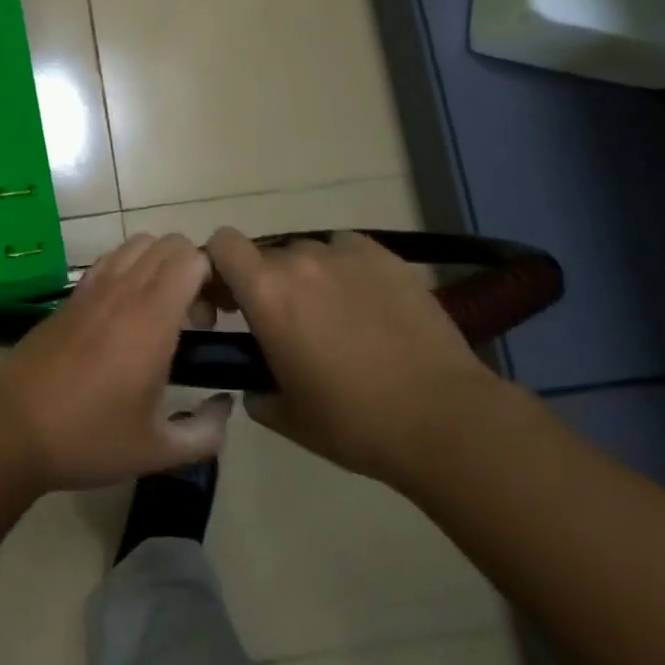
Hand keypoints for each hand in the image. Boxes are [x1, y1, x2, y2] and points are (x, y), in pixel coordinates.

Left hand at [0, 234, 231, 492]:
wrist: (12, 428)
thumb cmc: (88, 439)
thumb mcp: (157, 451)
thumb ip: (206, 432)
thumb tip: (225, 406)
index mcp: (150, 319)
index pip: (191, 259)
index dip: (215, 277)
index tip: (218, 316)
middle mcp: (122, 290)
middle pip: (169, 244)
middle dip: (193, 269)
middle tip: (196, 318)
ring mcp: (92, 288)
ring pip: (138, 244)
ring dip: (161, 265)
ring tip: (163, 313)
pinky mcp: (70, 296)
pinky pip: (110, 260)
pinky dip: (130, 269)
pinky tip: (127, 314)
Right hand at [206, 227, 499, 485]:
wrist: (444, 419)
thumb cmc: (354, 421)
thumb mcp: (287, 417)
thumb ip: (256, 392)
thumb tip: (255, 386)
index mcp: (266, 291)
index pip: (222, 243)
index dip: (220, 266)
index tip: (231, 301)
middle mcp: (301, 260)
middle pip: (268, 254)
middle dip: (269, 283)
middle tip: (287, 324)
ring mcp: (347, 254)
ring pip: (311, 252)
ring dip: (310, 277)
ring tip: (335, 317)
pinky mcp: (389, 258)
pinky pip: (351, 251)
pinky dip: (348, 270)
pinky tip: (369, 305)